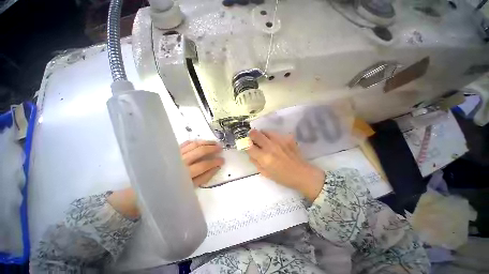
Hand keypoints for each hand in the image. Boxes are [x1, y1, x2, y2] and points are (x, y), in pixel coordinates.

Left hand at [107, 140, 222, 218]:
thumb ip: (203, 178)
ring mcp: (175, 154)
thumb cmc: (168, 192)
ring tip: (214, 142)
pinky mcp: (171, 151)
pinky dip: (195, 141)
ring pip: (193, 144)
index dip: (215, 161)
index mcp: (185, 173)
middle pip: (199, 151)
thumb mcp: (188, 189)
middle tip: (221, 148)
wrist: (144, 190)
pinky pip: (185, 143)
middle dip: (212, 148)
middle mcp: (180, 161)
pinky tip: (201, 141)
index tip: (222, 160)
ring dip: (205, 142)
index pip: (204, 164)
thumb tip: (215, 168)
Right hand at [246, 129, 324, 201]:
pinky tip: (276, 144)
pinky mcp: (287, 138)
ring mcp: (280, 140)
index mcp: (264, 158)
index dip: (245, 144)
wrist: (302, 174)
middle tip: (253, 140)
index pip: (248, 146)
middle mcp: (271, 146)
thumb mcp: (265, 173)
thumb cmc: (282, 177)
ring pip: (265, 131)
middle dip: (251, 135)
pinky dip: (272, 137)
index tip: (246, 145)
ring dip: (262, 135)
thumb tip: (250, 152)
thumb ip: (255, 162)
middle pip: (255, 133)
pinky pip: (275, 134)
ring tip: (265, 141)